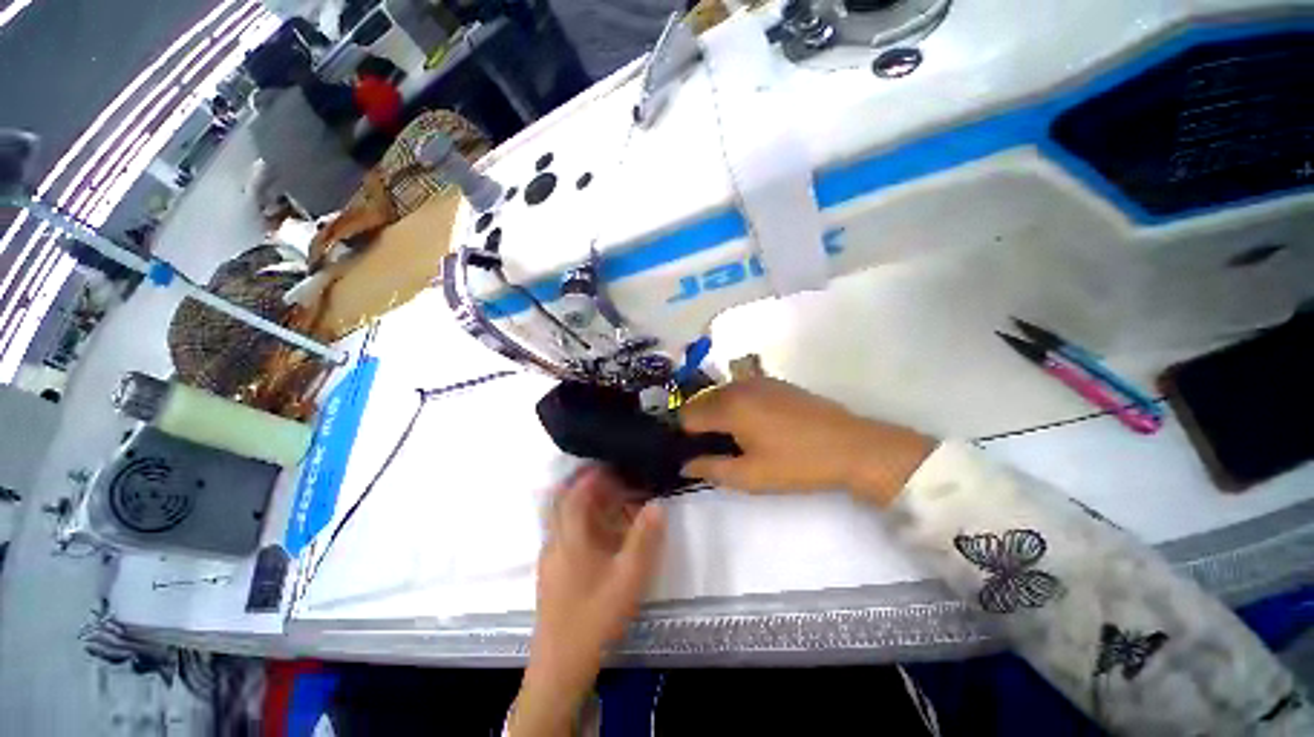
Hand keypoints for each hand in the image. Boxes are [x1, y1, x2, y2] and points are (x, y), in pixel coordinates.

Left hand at [509, 468, 665, 736]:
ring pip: (565, 517)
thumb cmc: (595, 617)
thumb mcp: (628, 577)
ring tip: (613, 501)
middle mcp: (555, 540)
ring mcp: (550, 556)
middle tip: (615, 478)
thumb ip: (644, 538)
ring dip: (586, 504)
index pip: (575, 492)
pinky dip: (583, 523)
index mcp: (569, 537)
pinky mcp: (552, 570)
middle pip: (565, 500)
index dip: (592, 474)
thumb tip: (656, 504)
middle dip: (588, 484)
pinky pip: (566, 533)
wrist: (561, 666)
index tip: (613, 464)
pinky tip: (603, 534)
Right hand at [679, 378, 935, 505]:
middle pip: (701, 401)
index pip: (686, 414)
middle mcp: (737, 386)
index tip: (696, 452)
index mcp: (728, 406)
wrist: (852, 446)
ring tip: (736, 439)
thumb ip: (710, 468)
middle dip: (700, 423)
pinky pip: (740, 391)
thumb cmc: (797, 464)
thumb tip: (685, 465)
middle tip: (716, 449)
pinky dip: (736, 405)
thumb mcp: (750, 476)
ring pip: (720, 394)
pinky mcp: (773, 382)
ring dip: (718, 413)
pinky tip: (755, 425)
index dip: (686, 435)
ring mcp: (757, 380)